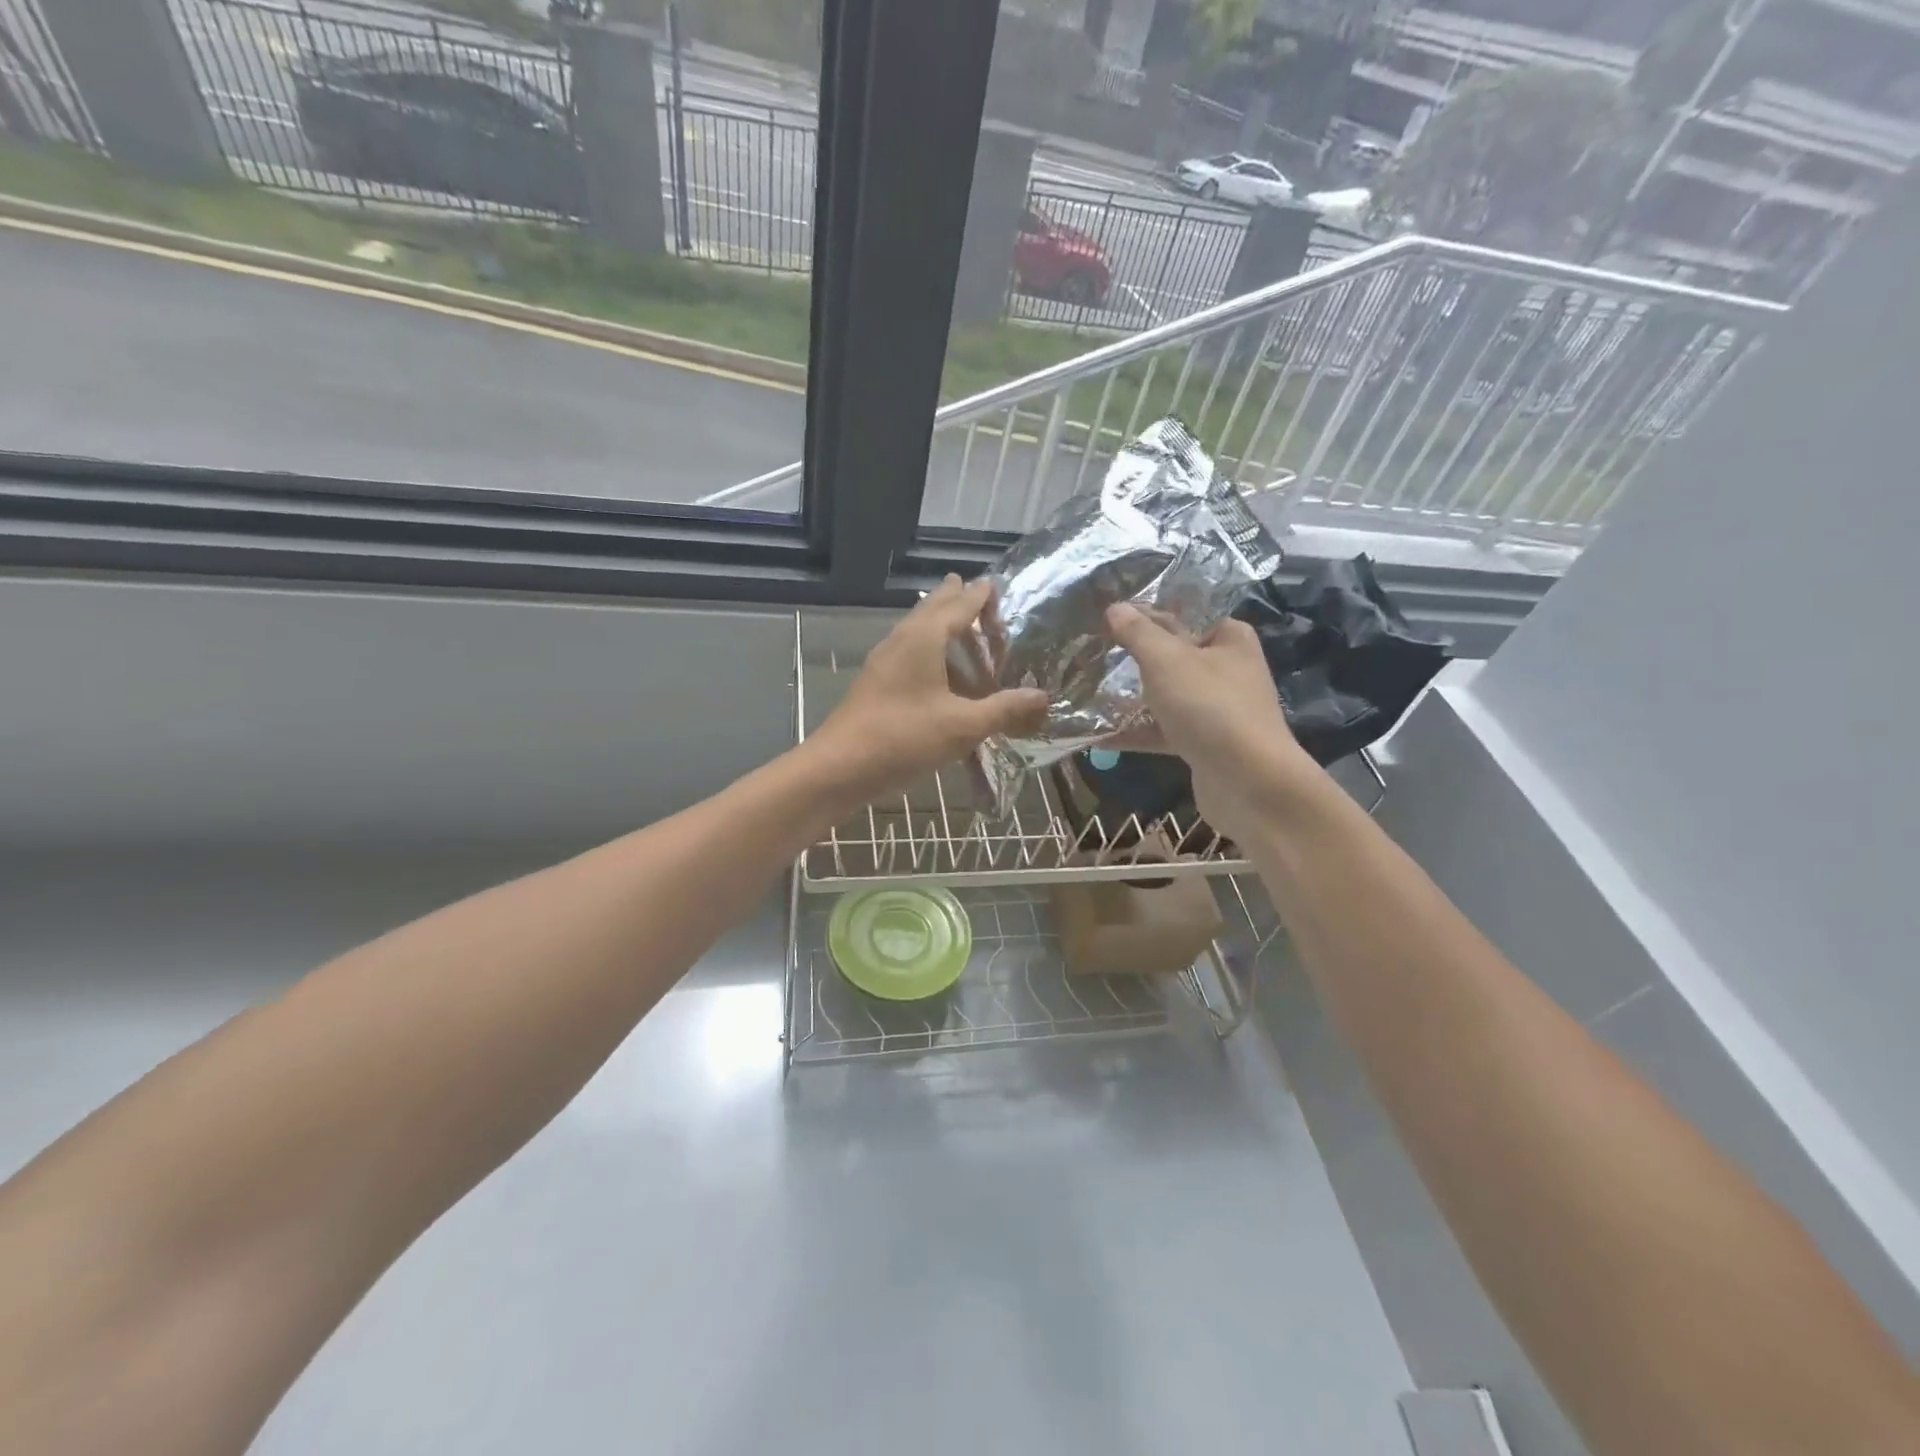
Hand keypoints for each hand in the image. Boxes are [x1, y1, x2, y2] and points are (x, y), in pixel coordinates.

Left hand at [808, 576, 1047, 808]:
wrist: (840, 767)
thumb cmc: (903, 738)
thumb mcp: (963, 726)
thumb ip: (1003, 709)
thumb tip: (1043, 696)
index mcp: (924, 638)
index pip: (959, 604)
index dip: (979, 595)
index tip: (995, 584)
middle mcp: (902, 640)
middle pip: (933, 609)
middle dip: (956, 600)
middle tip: (979, 595)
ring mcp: (884, 661)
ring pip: (917, 630)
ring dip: (941, 625)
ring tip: (965, 631)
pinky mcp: (876, 682)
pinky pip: (909, 653)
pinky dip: (930, 651)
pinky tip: (939, 673)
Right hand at [1105, 603, 1320, 840]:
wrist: (1250, 784)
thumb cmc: (1211, 708)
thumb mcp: (1168, 660)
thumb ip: (1138, 633)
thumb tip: (1115, 607)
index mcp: (1227, 638)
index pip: (1181, 614)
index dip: (1143, 613)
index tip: (1103, 617)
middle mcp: (1225, 669)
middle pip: (1171, 656)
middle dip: (1131, 657)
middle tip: (1088, 654)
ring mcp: (1215, 710)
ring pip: (1165, 695)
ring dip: (1128, 698)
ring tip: (1085, 692)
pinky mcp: (1203, 744)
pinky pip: (1162, 731)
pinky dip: (1134, 733)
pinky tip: (1096, 736)